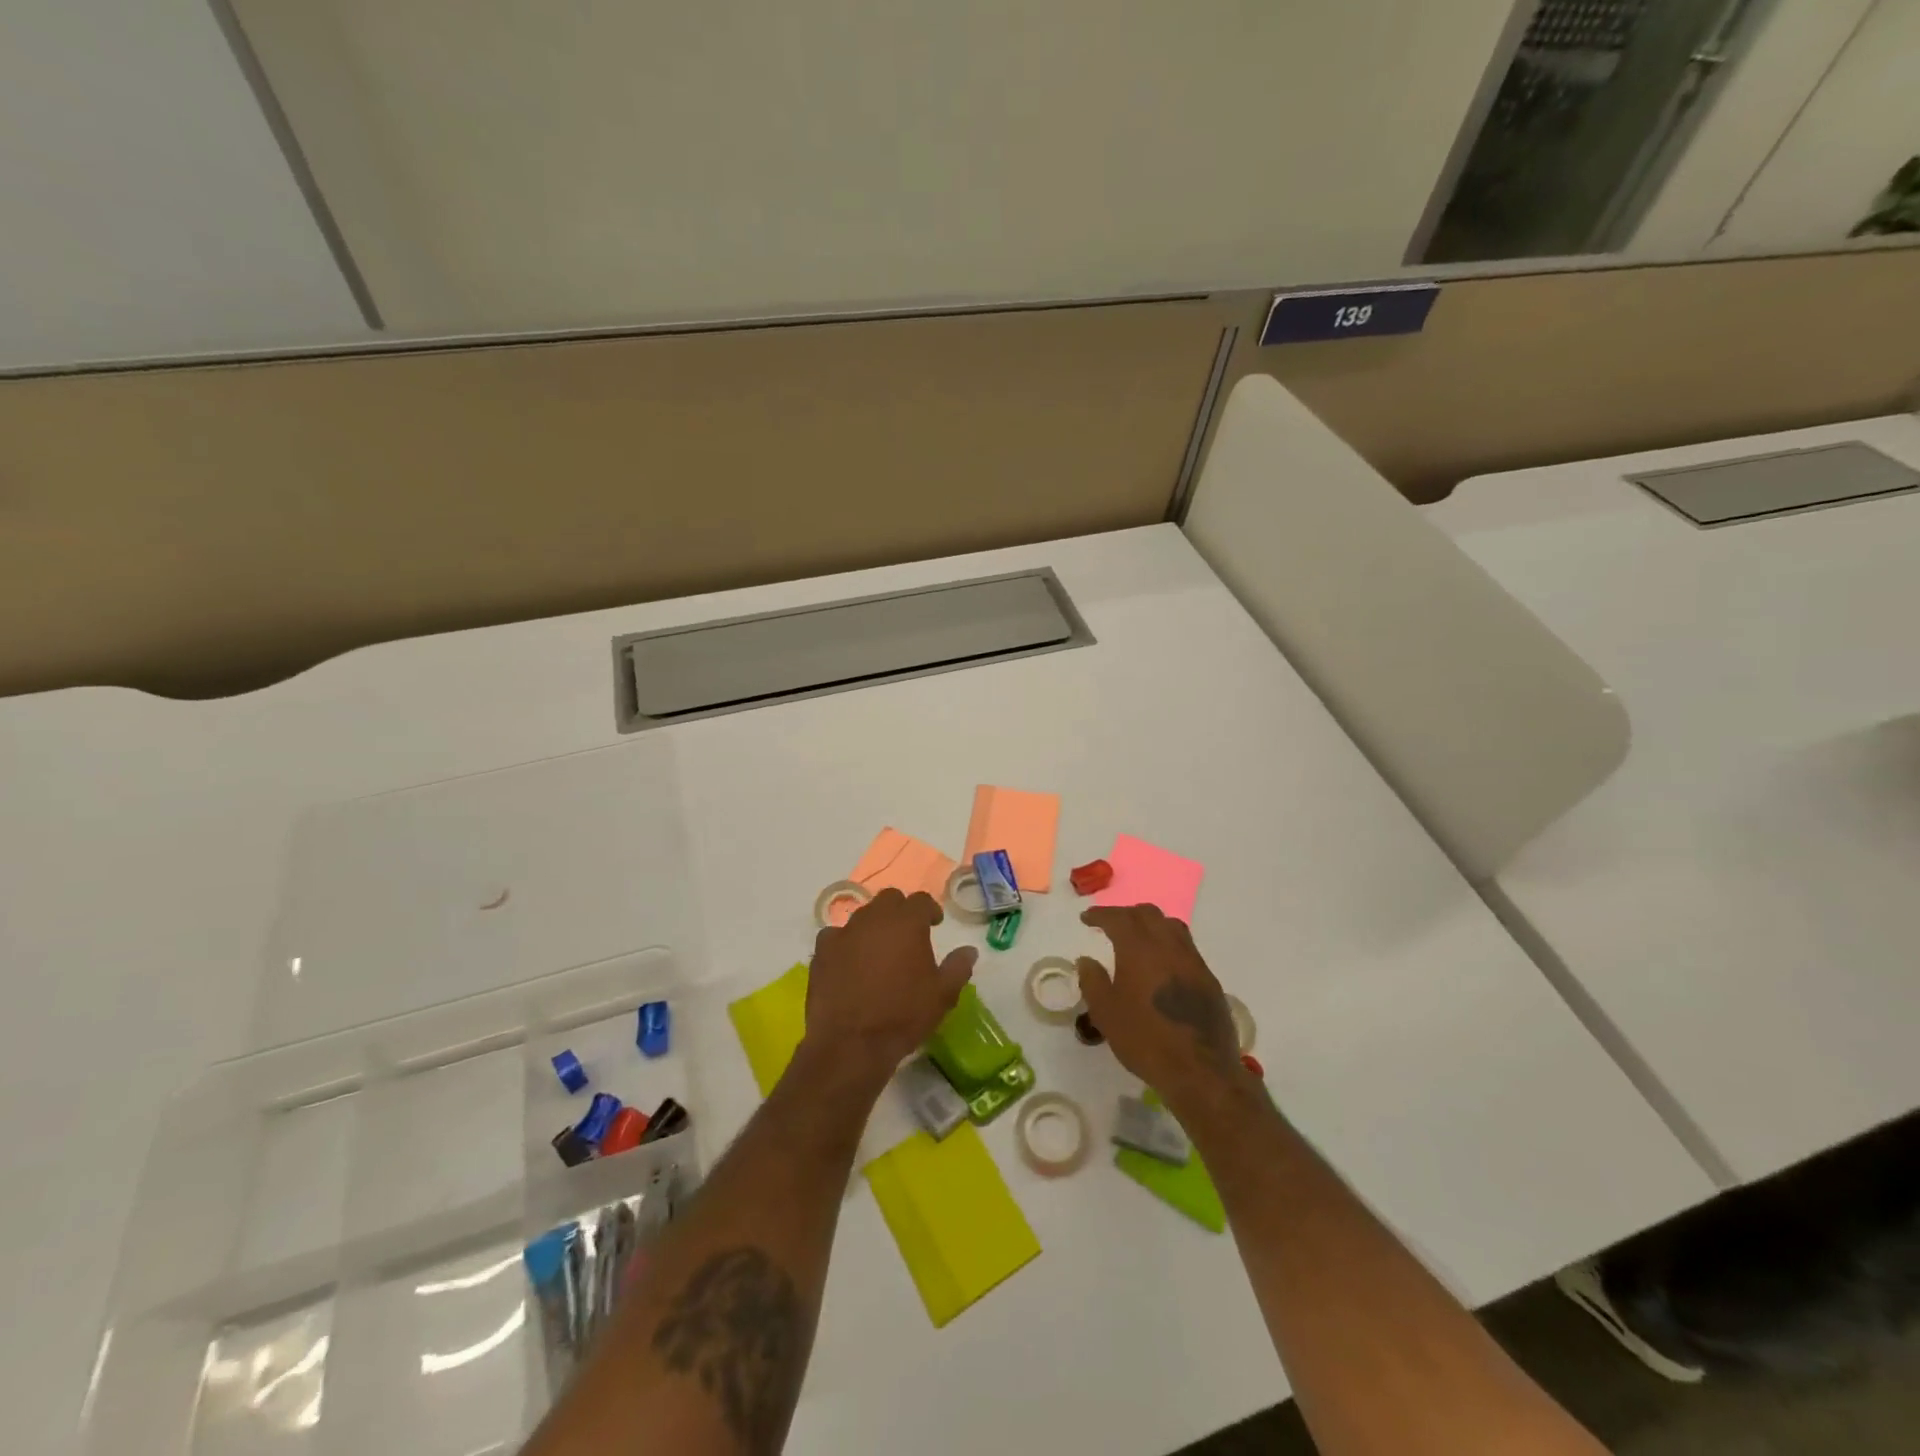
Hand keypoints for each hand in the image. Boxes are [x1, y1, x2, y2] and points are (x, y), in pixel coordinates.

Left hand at [805, 889, 975, 1083]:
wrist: (851, 1043)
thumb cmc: (903, 1015)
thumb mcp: (942, 995)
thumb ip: (958, 967)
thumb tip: (969, 950)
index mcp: (907, 922)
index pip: (921, 900)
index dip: (930, 910)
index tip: (934, 924)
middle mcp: (874, 918)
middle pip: (889, 899)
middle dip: (901, 911)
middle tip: (908, 933)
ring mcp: (844, 932)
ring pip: (863, 915)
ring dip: (874, 925)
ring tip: (879, 949)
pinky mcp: (822, 951)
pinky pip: (836, 935)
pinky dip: (845, 942)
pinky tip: (849, 961)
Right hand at [1078, 905, 1243, 1105]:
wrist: (1199, 1071)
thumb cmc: (1145, 1040)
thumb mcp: (1106, 1013)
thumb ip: (1093, 981)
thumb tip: (1086, 960)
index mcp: (1140, 949)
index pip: (1118, 918)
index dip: (1101, 914)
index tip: (1087, 918)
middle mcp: (1169, 946)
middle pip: (1148, 914)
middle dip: (1126, 914)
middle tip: (1111, 925)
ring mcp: (1193, 961)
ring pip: (1172, 926)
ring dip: (1152, 924)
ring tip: (1139, 938)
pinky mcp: (1209, 979)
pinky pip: (1187, 947)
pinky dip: (1169, 943)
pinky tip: (1163, 963)